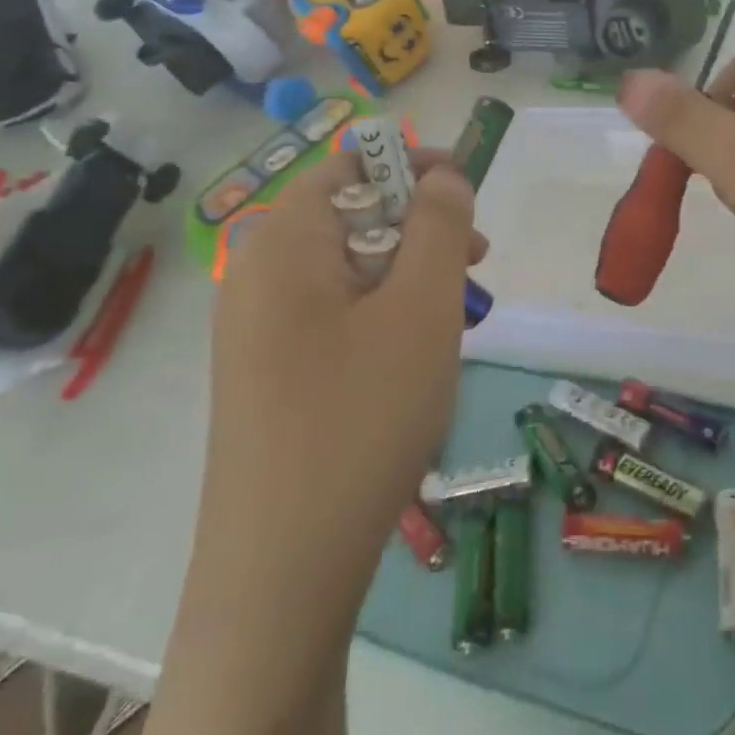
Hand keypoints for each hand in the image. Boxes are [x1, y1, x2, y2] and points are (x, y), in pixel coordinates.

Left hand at [203, 148, 484, 606]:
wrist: (283, 570)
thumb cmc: (361, 418)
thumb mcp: (422, 308)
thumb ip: (439, 226)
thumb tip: (444, 175)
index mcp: (283, 244)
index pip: (350, 164)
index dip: (414, 165)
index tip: (469, 194)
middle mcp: (258, 275)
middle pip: (350, 215)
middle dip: (420, 227)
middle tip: (477, 263)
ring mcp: (257, 330)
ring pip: (349, 270)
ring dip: (409, 276)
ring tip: (458, 316)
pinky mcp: (269, 374)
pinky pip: (335, 316)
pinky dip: (384, 315)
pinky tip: (418, 357)